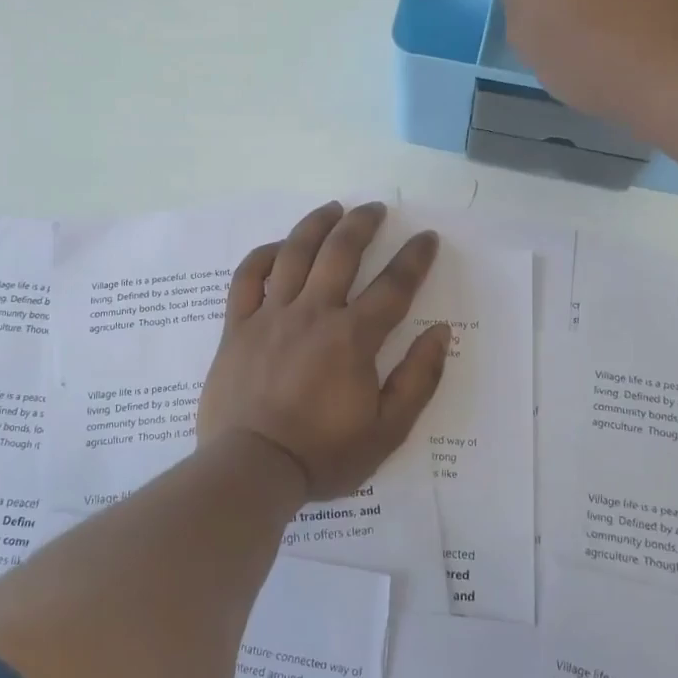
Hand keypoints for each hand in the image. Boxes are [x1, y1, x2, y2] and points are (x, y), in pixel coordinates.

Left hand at [198, 201, 450, 501]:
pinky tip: (278, 247)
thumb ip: (418, 379)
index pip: (393, 286)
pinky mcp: (238, 327)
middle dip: (362, 224)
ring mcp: (270, 316)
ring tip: (333, 209)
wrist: (252, 468)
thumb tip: (439, 333)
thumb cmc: (324, 454)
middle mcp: (313, 313)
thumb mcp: (388, 430)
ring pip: (294, 253)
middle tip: (375, 209)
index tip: (426, 238)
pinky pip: (247, 278)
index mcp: (353, 338)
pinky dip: (263, 255)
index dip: (415, 258)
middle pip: (340, 253)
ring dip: (316, 224)